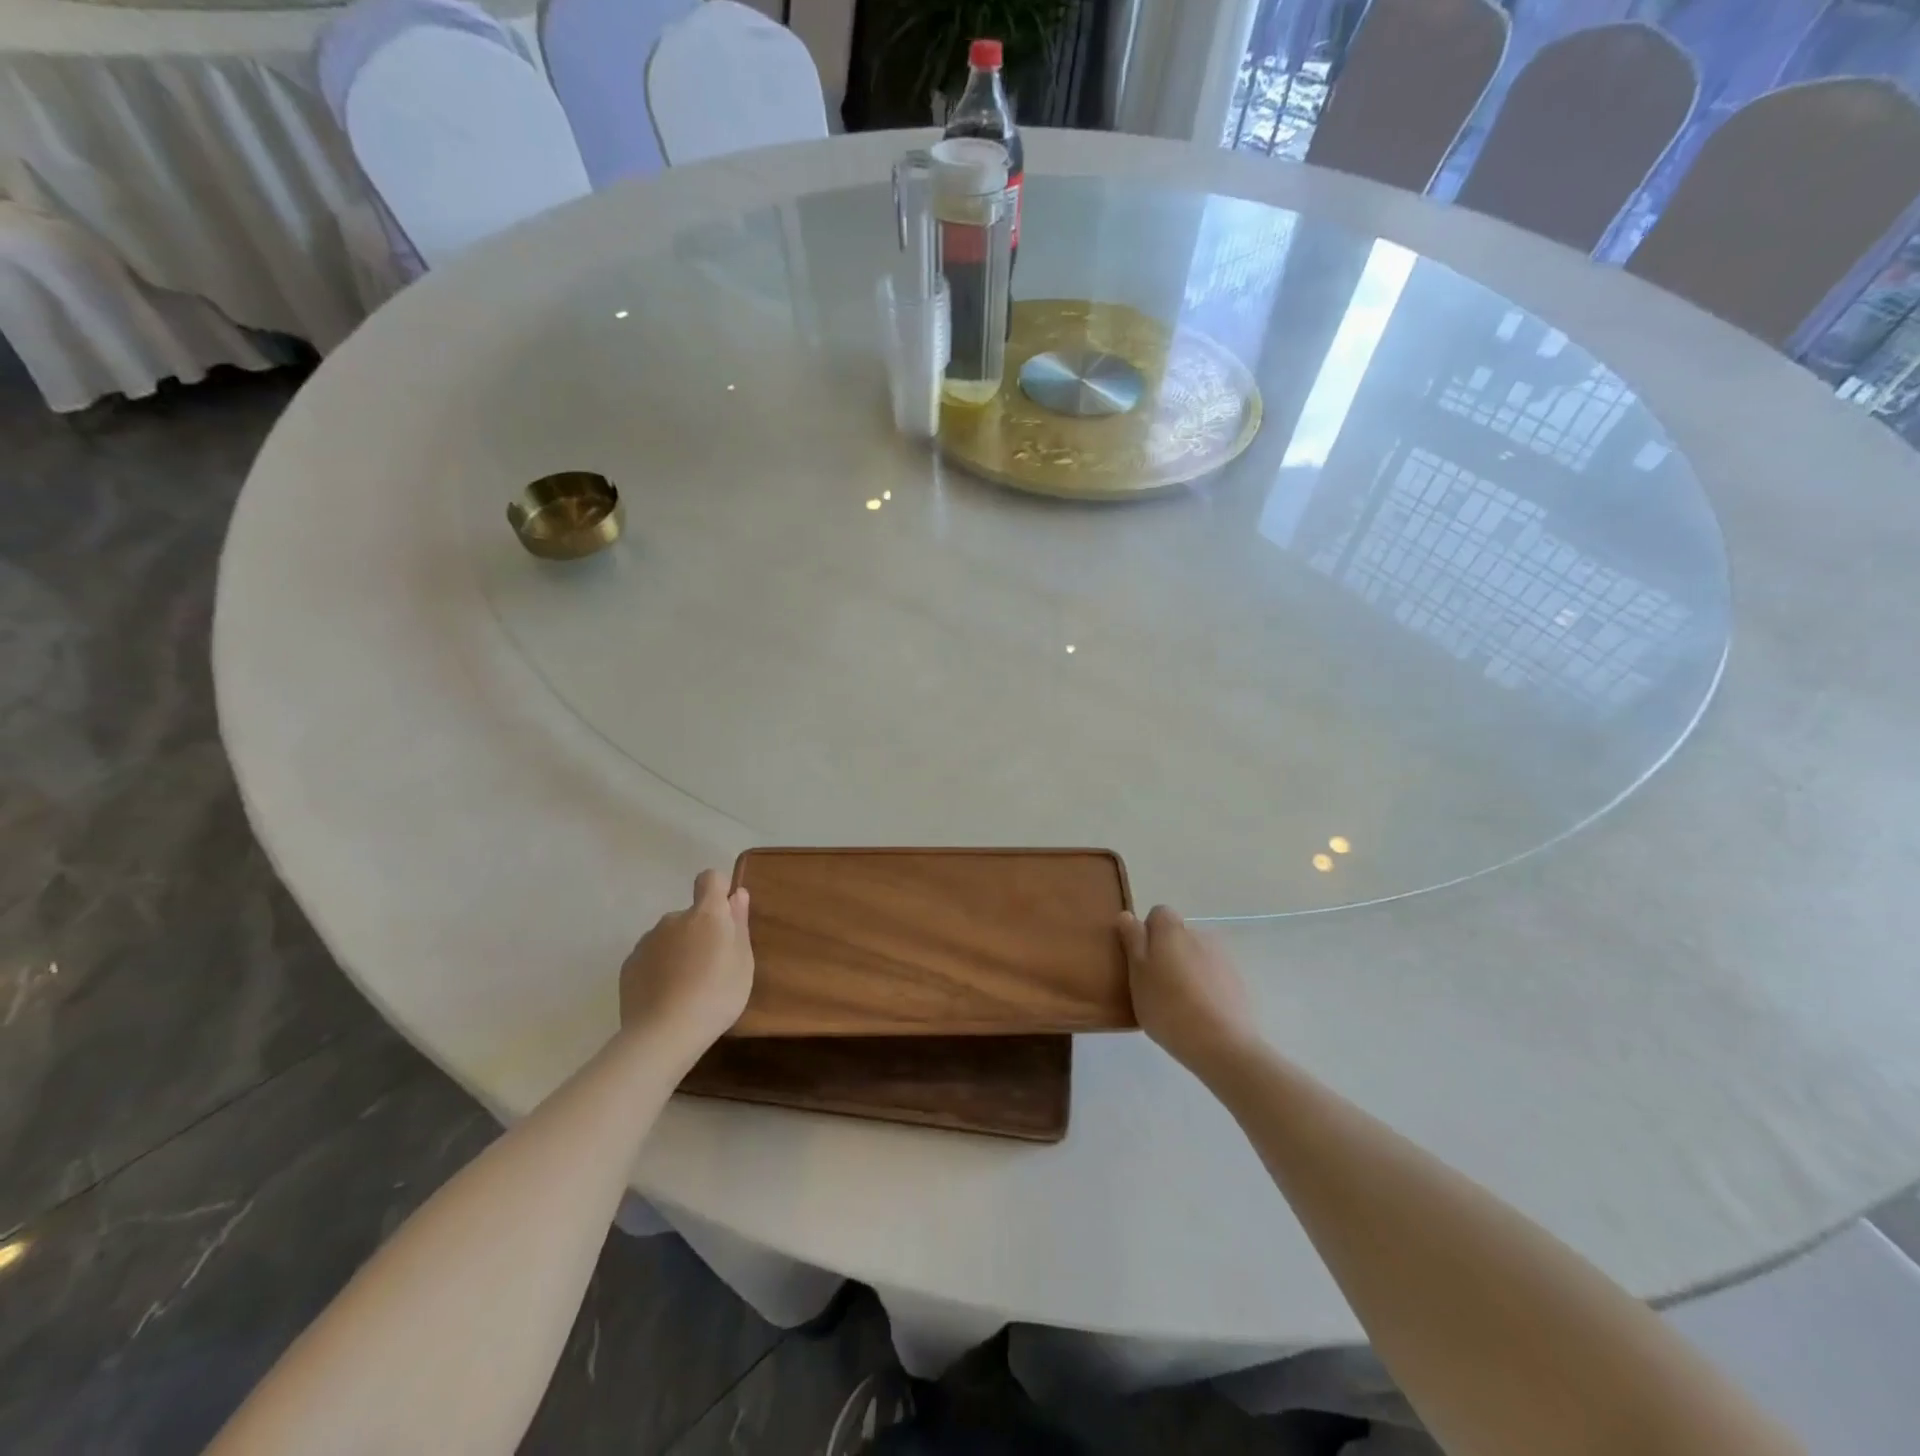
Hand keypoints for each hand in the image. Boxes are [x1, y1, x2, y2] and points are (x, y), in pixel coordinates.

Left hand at [619, 870, 754, 1053]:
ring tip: (687, 986)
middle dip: (699, 931)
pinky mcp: (629, 965)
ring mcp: (647, 941)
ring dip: (678, 950)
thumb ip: (739, 924)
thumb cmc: (717, 994)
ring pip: (669, 937)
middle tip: (711, 966)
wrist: (664, 1034)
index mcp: (706, 914)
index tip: (726, 915)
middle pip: (690, 914)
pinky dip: (659, 969)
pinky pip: (651, 958)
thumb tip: (737, 895)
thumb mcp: (743, 961)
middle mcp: (673, 919)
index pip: (710, 879)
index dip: (718, 890)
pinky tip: (666, 996)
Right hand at [1118, 905, 1258, 1074]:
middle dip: (1167, 953)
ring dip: (1187, 969)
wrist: (1223, 1044)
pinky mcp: (1238, 981)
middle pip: (1177, 935)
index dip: (1147, 933)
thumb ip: (1132, 941)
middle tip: (1156, 985)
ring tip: (1180, 1003)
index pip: (1158, 914)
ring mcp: (1222, 957)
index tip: (1141, 961)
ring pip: (1196, 955)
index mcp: (1172, 930)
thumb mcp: (1137, 975)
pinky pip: (1214, 975)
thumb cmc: (1168, 1007)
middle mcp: (1199, 934)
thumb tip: (1128, 916)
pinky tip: (1200, 1013)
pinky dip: (1205, 986)